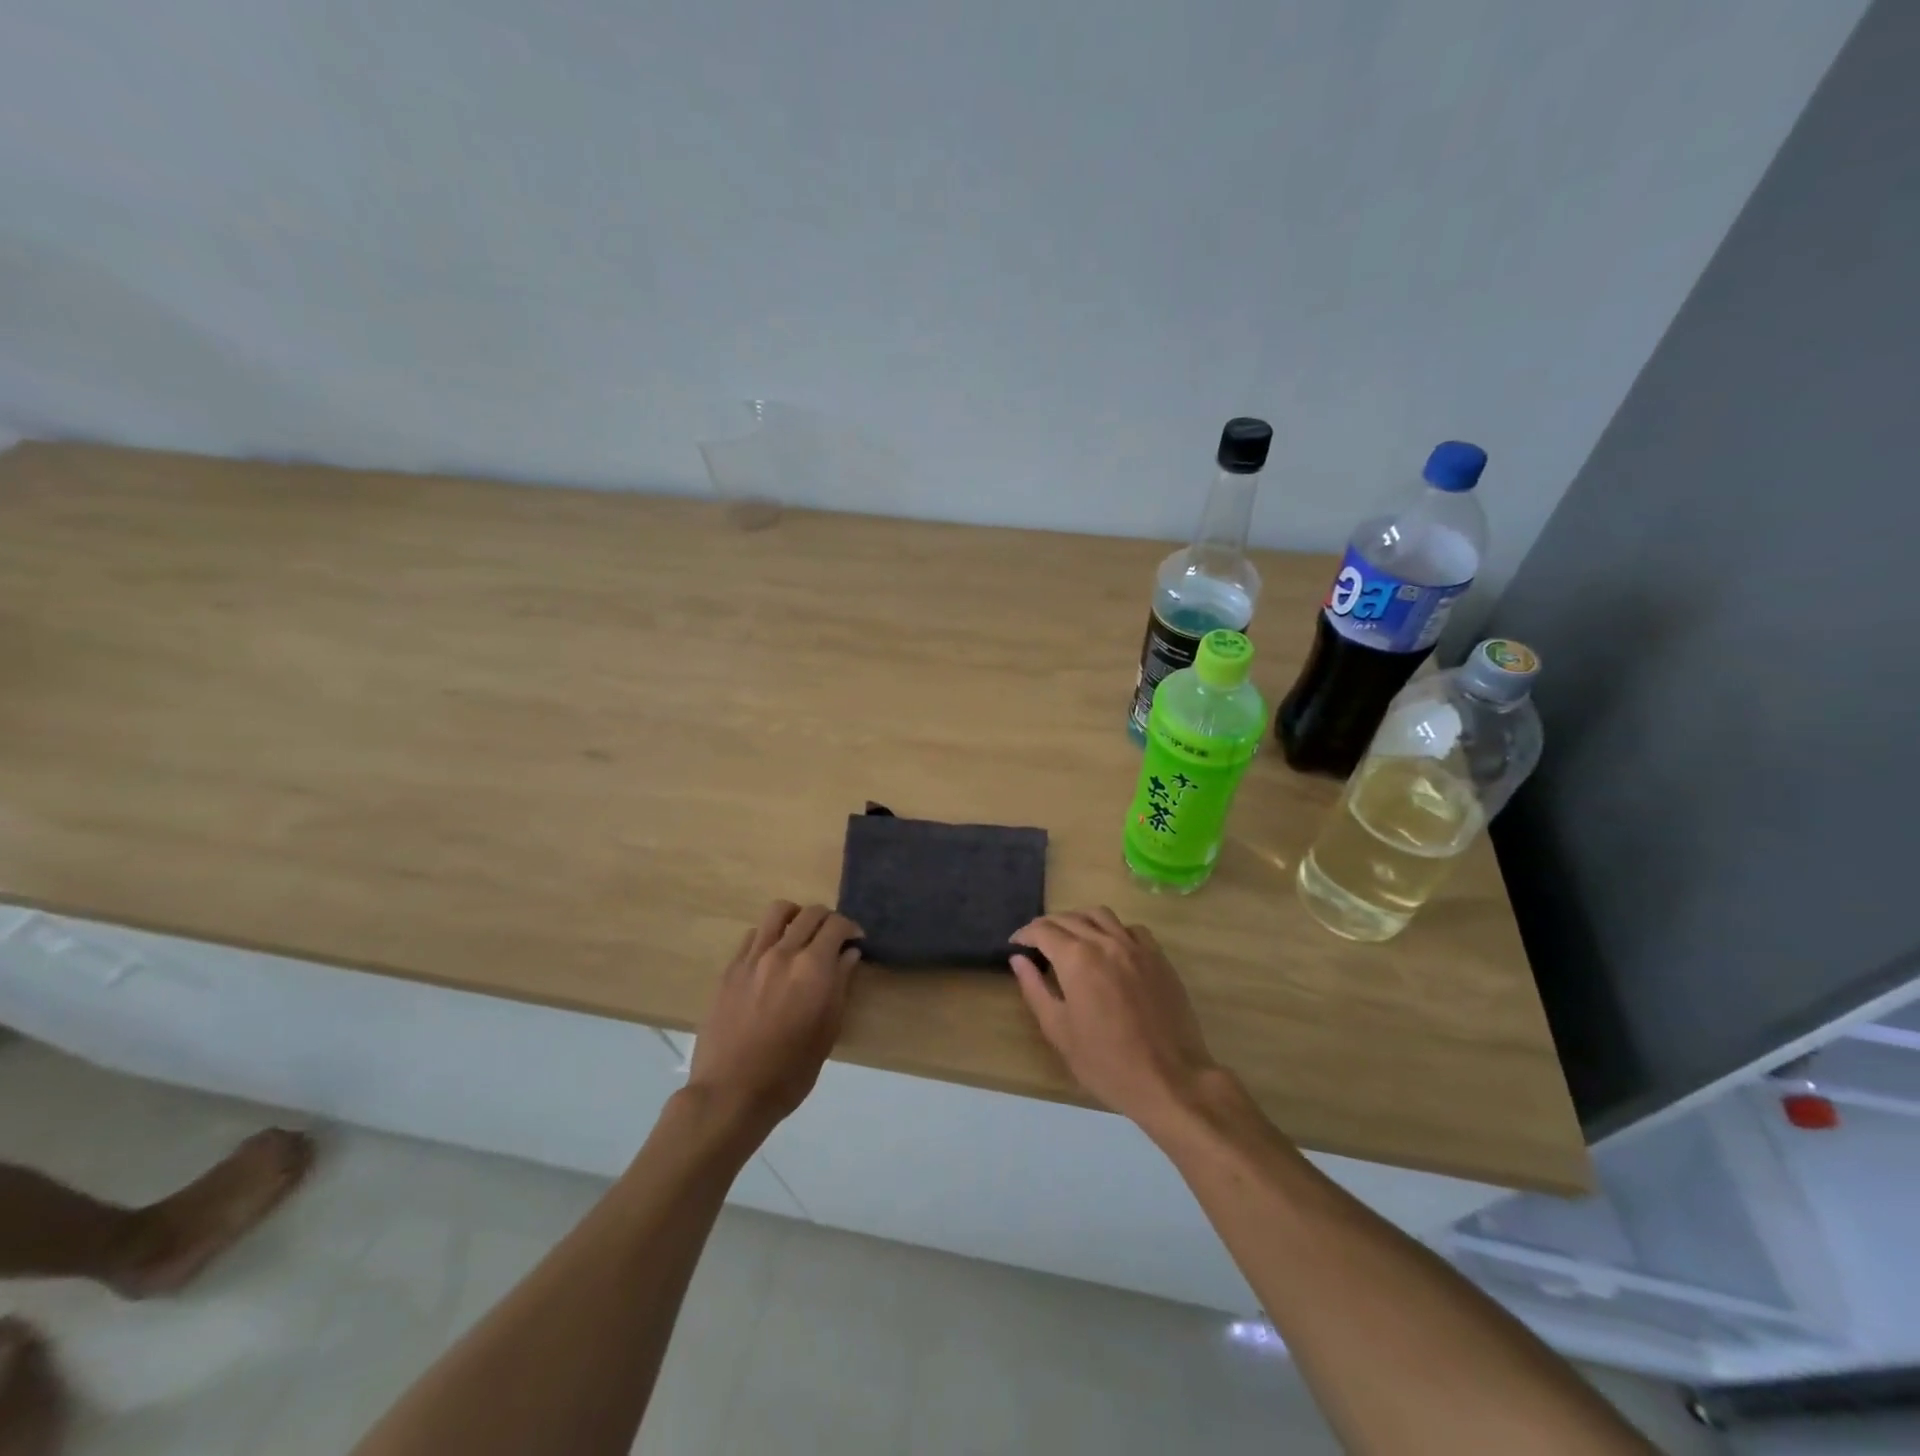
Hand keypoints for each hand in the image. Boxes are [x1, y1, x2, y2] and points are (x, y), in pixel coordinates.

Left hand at [686, 901, 863, 1130]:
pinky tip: (773, 955)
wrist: (731, 1093)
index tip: (856, 940)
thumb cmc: (790, 1071)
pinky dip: (770, 934)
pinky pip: (754, 934)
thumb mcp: (827, 1031)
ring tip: (802, 934)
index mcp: (813, 968)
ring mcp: (753, 958)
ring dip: (797, 916)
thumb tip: (849, 954)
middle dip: (828, 919)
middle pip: (810, 913)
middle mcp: (783, 952)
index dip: (851, 927)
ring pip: (778, 912)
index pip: (836, 925)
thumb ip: (840, 985)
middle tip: (834, 938)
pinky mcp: (731, 969)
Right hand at [1010, 908, 1220, 1130]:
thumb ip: (1035, 989)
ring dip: (1079, 919)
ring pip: (1100, 915)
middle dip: (1047, 925)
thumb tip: (1018, 960)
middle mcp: (1105, 942)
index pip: (1043, 930)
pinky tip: (1109, 947)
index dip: (1024, 934)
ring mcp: (1135, 947)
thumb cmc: (1106, 1062)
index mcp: (1076, 959)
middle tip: (1036, 942)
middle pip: (1069, 918)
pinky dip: (1113, 929)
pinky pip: (1131, 929)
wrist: (1170, 1080)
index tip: (1015, 944)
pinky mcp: (1158, 957)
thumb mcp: (1059, 1031)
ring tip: (1070, 936)